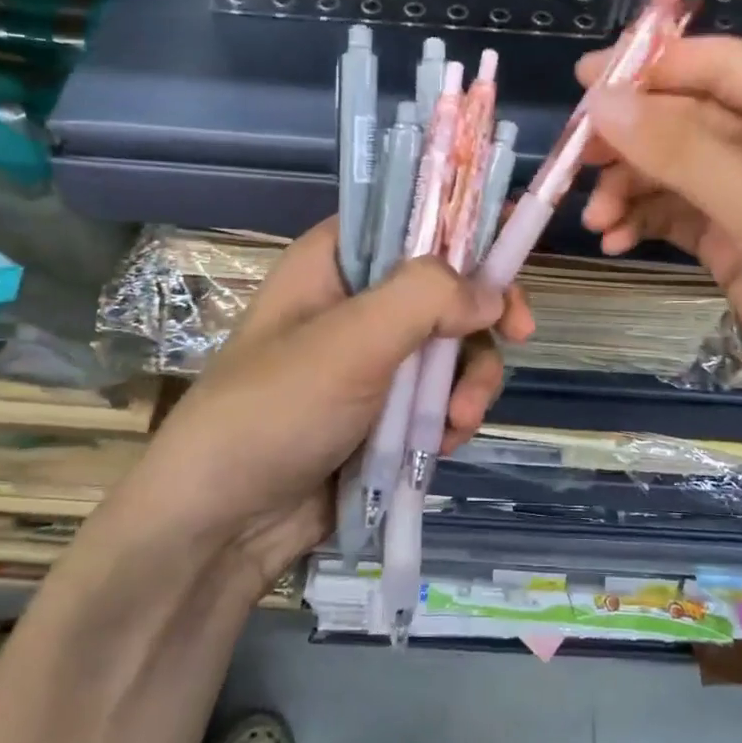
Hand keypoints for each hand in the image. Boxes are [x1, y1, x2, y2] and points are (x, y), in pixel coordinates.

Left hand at [80, 219, 534, 598]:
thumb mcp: (350, 341)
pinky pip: (440, 396)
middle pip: (448, 284)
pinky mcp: (385, 411)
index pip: (413, 216)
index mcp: (337, 261)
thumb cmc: (276, 411)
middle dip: (481, 318)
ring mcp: (374, 359)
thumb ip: (426, 298)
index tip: (516, 246)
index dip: (467, 224)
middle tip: (518, 335)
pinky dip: (451, 416)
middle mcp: (359, 300)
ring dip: (469, 381)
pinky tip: (442, 444)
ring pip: (453, 346)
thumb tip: (492, 294)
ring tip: (458, 422)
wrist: (223, 526)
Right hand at [577, 36, 741, 451]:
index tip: (584, 84)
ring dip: (630, 187)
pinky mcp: (735, 244)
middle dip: (631, 140)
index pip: (717, 66)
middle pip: (686, 119)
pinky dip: (643, 221)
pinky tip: (616, 241)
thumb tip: (601, 102)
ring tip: (597, 219)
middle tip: (575, 162)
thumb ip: (680, 151)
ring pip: (673, 170)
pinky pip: (676, 215)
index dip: (651, 67)